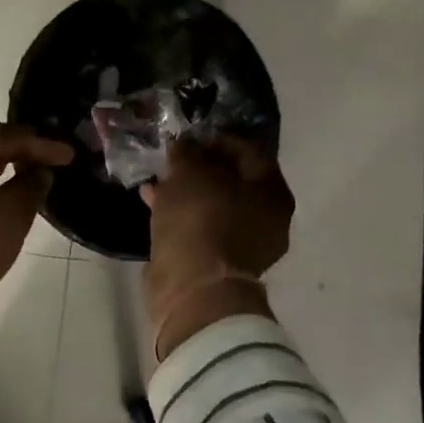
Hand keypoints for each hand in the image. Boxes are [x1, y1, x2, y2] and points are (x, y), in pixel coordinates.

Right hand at [142, 136, 294, 358]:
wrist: (193, 289)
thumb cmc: (201, 220)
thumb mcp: (189, 172)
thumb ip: (187, 152)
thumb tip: (183, 144)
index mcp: (272, 192)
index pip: (249, 151)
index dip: (218, 138)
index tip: (190, 134)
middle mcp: (266, 218)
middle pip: (232, 180)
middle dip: (200, 165)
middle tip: (173, 154)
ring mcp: (243, 244)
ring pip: (212, 204)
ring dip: (186, 189)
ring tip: (157, 174)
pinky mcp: (217, 263)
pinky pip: (198, 227)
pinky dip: (178, 212)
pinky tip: (151, 198)